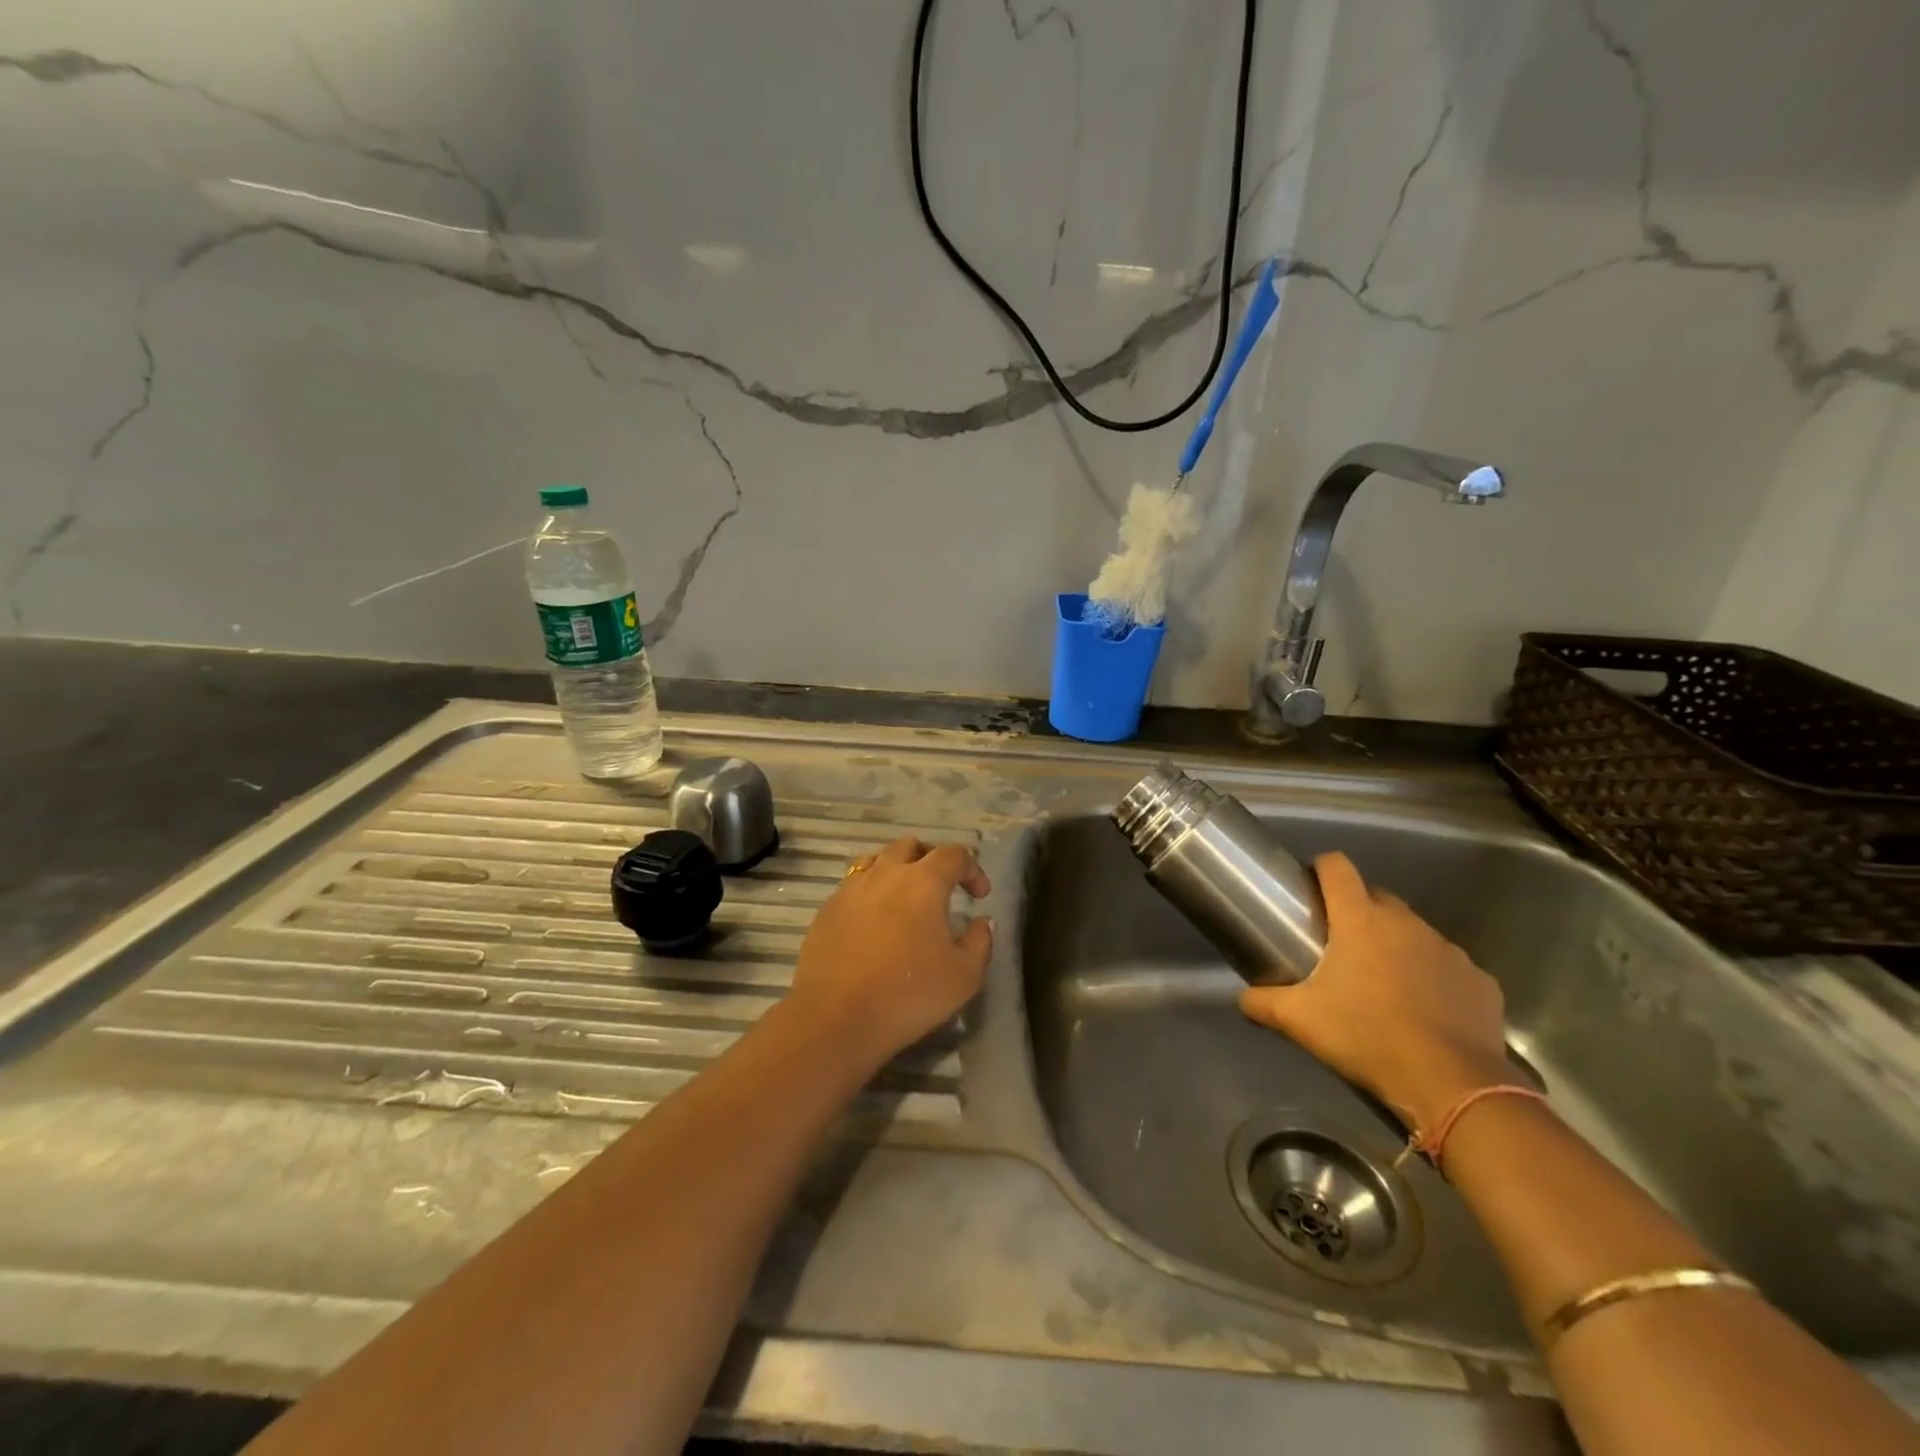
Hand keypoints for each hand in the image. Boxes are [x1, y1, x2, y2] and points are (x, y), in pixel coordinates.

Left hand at [787, 836, 992, 1068]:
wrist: (835, 1018)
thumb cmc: (908, 994)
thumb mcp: (964, 976)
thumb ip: (980, 942)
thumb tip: (982, 922)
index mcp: (923, 881)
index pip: (954, 854)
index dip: (972, 869)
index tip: (980, 896)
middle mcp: (885, 873)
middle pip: (911, 846)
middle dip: (931, 859)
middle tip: (942, 886)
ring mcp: (851, 889)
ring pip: (877, 859)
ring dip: (897, 869)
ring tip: (905, 896)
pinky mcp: (827, 910)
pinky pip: (853, 885)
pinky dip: (870, 892)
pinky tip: (874, 921)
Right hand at [1239, 852, 1518, 1132]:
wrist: (1452, 1086)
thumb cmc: (1366, 1037)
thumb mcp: (1299, 1021)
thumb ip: (1263, 1002)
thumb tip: (1242, 998)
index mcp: (1360, 920)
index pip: (1337, 867)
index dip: (1321, 868)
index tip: (1310, 888)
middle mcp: (1406, 923)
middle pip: (1376, 896)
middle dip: (1357, 911)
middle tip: (1339, 946)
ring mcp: (1448, 950)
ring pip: (1413, 932)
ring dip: (1396, 945)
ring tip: (1382, 983)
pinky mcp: (1480, 981)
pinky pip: (1447, 968)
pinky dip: (1433, 978)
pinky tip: (1424, 1011)